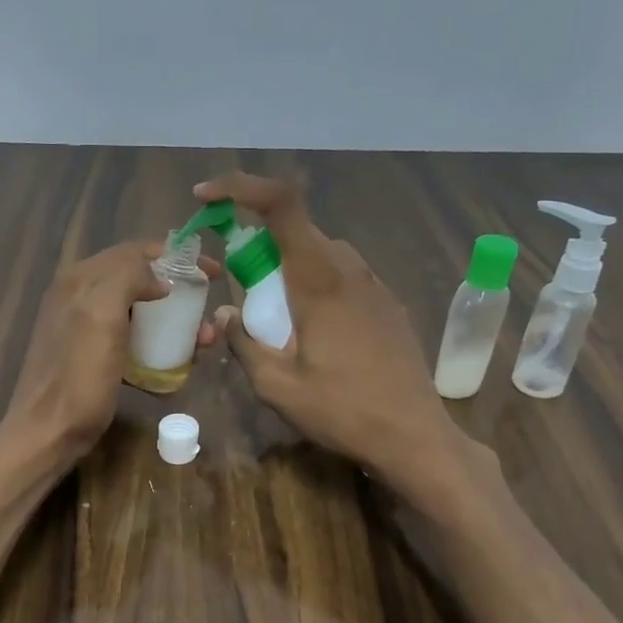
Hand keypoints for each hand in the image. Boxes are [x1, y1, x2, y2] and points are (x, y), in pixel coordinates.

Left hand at [0, 240, 220, 469]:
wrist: (48, 433)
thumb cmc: (78, 377)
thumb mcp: (101, 316)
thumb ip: (127, 279)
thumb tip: (160, 280)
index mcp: (80, 279)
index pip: (135, 251)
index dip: (176, 257)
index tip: (213, 274)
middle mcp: (79, 295)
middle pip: (139, 280)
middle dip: (179, 292)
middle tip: (208, 311)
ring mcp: (84, 326)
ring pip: (138, 311)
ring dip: (173, 321)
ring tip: (202, 342)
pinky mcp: (91, 355)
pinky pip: (131, 338)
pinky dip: (156, 344)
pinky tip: (175, 363)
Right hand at [197, 172, 458, 494]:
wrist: (415, 435)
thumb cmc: (343, 411)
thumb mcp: (277, 387)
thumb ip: (244, 344)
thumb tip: (227, 315)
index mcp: (319, 279)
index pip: (282, 204)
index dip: (241, 187)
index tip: (207, 197)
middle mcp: (350, 269)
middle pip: (297, 231)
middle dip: (259, 244)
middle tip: (239, 286)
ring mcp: (375, 285)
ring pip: (321, 254)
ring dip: (288, 268)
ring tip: (276, 318)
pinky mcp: (388, 304)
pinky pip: (342, 276)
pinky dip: (315, 285)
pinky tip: (313, 332)